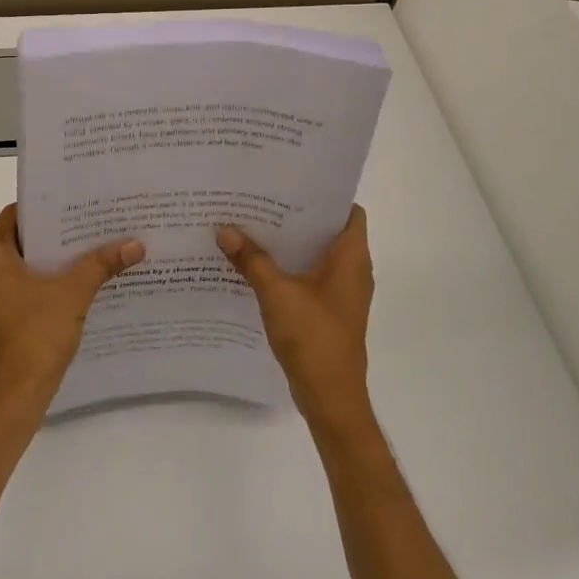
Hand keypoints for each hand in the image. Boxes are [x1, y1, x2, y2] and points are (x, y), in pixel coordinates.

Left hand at [0, 204, 144, 419]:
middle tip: (93, 223)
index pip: (16, 215)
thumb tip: (137, 244)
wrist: (16, 395)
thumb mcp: (74, 293)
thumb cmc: (36, 334)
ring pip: (23, 265)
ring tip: (92, 248)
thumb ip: (102, 263)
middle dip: (57, 234)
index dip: (48, 207)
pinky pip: (22, 286)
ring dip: (53, 259)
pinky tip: (78, 281)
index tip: (78, 202)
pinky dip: (46, 281)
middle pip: (21, 239)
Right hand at [217, 206, 374, 433]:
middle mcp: (353, 270)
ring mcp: (343, 293)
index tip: (293, 183)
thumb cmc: (313, 337)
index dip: (325, 195)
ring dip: (291, 244)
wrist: (330, 395)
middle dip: (297, 217)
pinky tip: (258, 266)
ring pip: (318, 256)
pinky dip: (290, 269)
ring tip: (255, 227)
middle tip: (262, 200)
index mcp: (351, 258)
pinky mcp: (330, 311)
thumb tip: (224, 229)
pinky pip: (311, 278)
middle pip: (329, 232)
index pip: (349, 211)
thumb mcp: (276, 293)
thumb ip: (251, 259)